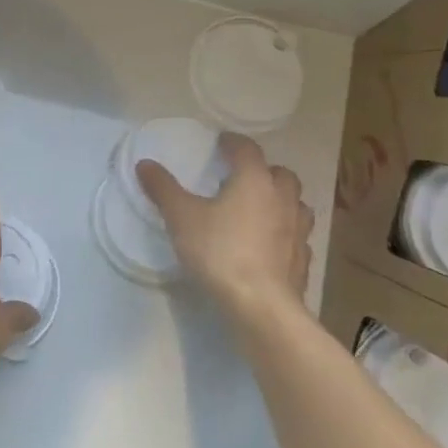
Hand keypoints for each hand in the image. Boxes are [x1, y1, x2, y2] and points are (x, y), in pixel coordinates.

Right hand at [137, 133, 314, 321]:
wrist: (260, 304)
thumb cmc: (219, 251)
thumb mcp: (181, 217)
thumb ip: (163, 188)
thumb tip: (145, 164)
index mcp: (254, 180)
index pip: (247, 149)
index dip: (233, 143)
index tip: (221, 143)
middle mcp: (283, 198)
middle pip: (280, 174)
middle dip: (263, 171)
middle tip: (242, 178)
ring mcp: (298, 230)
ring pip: (296, 204)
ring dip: (280, 201)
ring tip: (260, 210)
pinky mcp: (303, 260)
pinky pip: (297, 237)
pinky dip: (285, 234)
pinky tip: (270, 245)